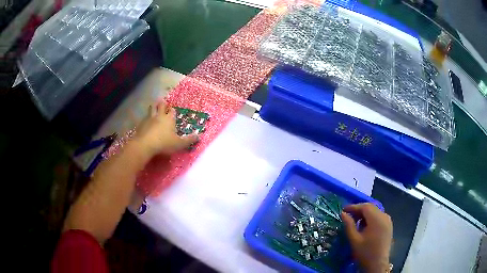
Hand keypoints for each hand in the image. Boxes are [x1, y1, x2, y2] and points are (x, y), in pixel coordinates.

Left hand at [132, 101, 197, 158]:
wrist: (145, 145)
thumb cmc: (164, 143)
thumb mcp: (179, 144)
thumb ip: (189, 140)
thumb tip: (199, 136)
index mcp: (169, 119)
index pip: (172, 111)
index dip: (173, 110)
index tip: (173, 110)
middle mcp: (159, 116)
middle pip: (160, 105)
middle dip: (162, 103)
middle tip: (162, 101)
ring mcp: (149, 119)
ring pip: (151, 109)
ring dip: (153, 107)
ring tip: (154, 106)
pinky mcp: (141, 124)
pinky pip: (144, 118)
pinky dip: (146, 117)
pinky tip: (145, 120)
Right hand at [341, 203, 392, 272]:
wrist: (377, 264)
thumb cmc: (365, 252)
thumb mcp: (354, 239)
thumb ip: (349, 225)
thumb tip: (343, 213)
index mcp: (376, 219)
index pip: (365, 207)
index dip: (354, 207)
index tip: (344, 209)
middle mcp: (384, 216)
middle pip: (371, 208)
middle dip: (359, 210)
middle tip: (348, 215)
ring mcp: (388, 221)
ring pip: (375, 212)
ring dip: (365, 214)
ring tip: (355, 221)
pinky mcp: (389, 226)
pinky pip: (379, 217)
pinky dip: (371, 218)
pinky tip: (365, 226)